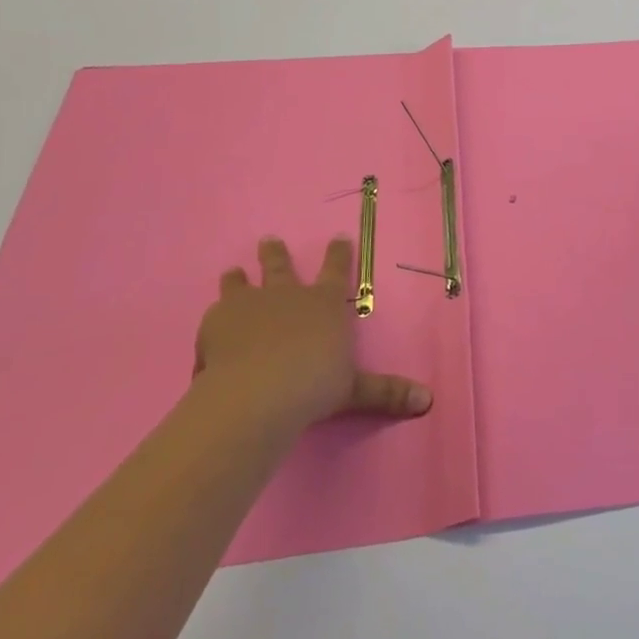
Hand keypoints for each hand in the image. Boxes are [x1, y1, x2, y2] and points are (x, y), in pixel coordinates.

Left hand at [194, 237, 432, 430]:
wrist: (256, 393)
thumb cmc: (313, 387)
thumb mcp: (354, 391)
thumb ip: (385, 393)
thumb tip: (427, 401)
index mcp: (325, 304)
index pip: (336, 270)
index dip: (339, 253)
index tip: (339, 237)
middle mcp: (288, 295)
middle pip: (280, 266)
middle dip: (275, 253)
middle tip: (269, 240)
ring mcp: (250, 304)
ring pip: (241, 283)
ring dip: (238, 278)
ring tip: (232, 272)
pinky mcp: (217, 321)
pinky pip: (215, 316)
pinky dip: (215, 323)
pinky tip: (210, 333)